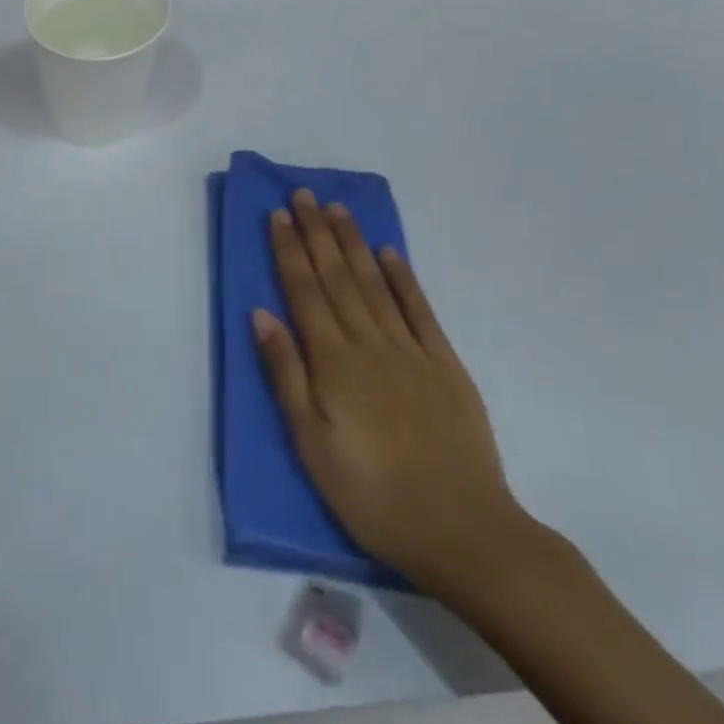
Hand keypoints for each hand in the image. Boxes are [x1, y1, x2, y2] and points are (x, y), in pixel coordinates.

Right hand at [254, 190, 534, 600]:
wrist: (462, 529)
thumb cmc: (372, 493)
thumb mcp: (311, 443)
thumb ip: (286, 374)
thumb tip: (261, 314)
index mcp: (333, 361)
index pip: (304, 292)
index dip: (289, 251)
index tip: (278, 215)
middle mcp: (368, 342)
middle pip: (337, 277)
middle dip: (316, 233)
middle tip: (303, 194)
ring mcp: (410, 350)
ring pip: (374, 283)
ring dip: (353, 243)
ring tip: (337, 209)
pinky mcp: (445, 365)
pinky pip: (420, 310)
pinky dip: (404, 277)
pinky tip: (390, 253)